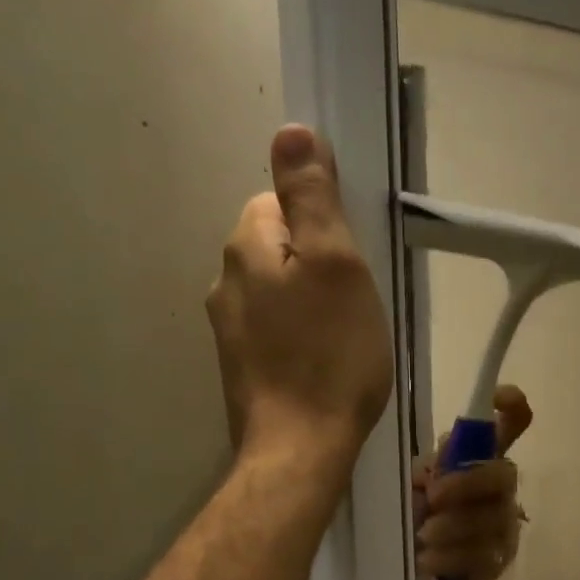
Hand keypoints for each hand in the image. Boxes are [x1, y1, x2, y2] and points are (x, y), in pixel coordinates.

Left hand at [206, 126, 392, 475]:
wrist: (300, 449)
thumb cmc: (330, 355)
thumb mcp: (336, 264)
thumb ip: (312, 196)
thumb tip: (290, 130)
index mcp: (246, 247)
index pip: (279, 201)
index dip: (322, 224)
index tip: (352, 261)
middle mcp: (224, 282)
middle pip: (277, 248)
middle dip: (316, 265)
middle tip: (355, 304)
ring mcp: (227, 331)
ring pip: (276, 293)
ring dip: (308, 304)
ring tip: (344, 339)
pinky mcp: (240, 369)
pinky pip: (274, 332)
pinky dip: (298, 338)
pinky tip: (322, 365)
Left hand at [412, 385, 531, 579]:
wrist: (409, 568)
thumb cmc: (412, 516)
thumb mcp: (413, 484)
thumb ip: (431, 467)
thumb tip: (442, 462)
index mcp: (479, 460)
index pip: (512, 425)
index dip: (512, 407)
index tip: (499, 397)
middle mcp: (500, 489)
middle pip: (504, 473)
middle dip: (468, 483)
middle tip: (433, 496)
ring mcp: (504, 527)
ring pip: (492, 519)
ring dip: (453, 526)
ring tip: (422, 536)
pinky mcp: (498, 563)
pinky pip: (482, 557)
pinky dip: (450, 557)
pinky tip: (426, 561)